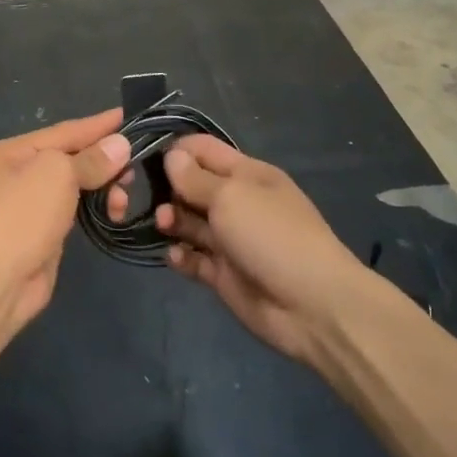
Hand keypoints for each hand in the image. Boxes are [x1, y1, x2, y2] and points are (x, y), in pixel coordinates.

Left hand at [0, 109, 130, 330]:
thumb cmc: (21, 216)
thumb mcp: (57, 174)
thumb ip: (90, 158)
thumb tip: (120, 144)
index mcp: (8, 151)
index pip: (63, 131)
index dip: (98, 125)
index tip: (129, 116)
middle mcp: (13, 175)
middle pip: (68, 159)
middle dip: (103, 162)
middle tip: (133, 169)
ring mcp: (25, 207)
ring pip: (73, 186)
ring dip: (103, 188)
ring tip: (122, 199)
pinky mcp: (38, 235)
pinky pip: (72, 211)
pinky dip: (93, 208)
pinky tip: (112, 212)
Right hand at [158, 136, 365, 368]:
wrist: (312, 306)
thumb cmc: (271, 235)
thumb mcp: (231, 196)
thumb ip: (195, 178)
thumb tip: (171, 156)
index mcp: (247, 174)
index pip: (204, 150)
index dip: (175, 150)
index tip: (143, 156)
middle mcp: (237, 202)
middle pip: (192, 186)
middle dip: (168, 188)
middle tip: (146, 196)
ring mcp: (230, 239)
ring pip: (189, 222)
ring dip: (171, 220)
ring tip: (164, 225)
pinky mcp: (224, 274)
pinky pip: (193, 258)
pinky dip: (180, 256)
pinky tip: (176, 256)